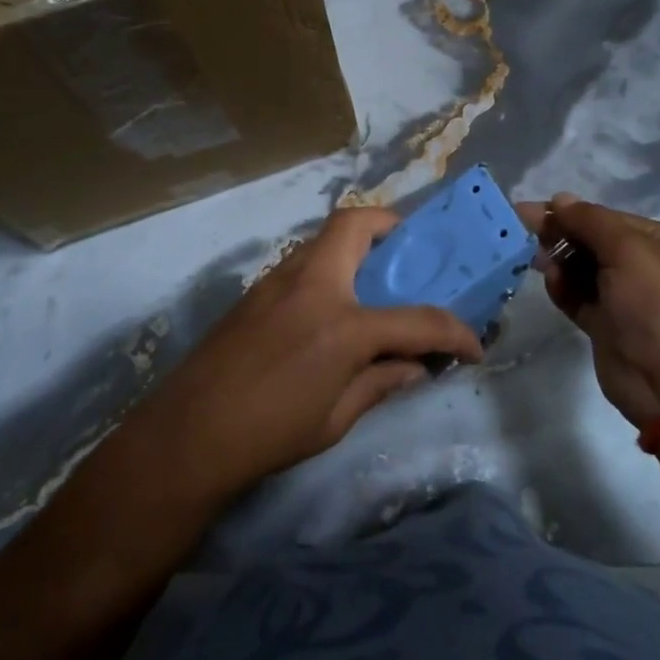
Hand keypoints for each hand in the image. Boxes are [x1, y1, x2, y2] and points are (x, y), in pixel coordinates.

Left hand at [139, 207, 483, 502]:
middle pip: (357, 224)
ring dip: (357, 246)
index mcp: (342, 324)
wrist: (187, 435)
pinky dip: (329, 267)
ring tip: (375, 283)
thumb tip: (416, 367)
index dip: (453, 332)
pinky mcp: (255, 290)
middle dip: (392, 228)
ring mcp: (278, 281)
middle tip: (410, 258)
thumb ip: (381, 383)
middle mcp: (313, 285)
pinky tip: (332, 308)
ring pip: (326, 237)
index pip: (416, 319)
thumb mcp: (336, 418)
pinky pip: (304, 261)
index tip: (472, 346)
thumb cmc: (268, 433)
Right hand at [518, 193, 659, 428]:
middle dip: (560, 236)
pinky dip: (562, 288)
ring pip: (582, 268)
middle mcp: (648, 265)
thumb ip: (591, 222)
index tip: (527, 211)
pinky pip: (578, 296)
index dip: (569, 213)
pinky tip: (551, 284)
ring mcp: (627, 297)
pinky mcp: (607, 324)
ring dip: (559, 262)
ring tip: (539, 263)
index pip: (608, 217)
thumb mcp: (630, 253)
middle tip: (522, 233)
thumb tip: (559, 198)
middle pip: (592, 240)